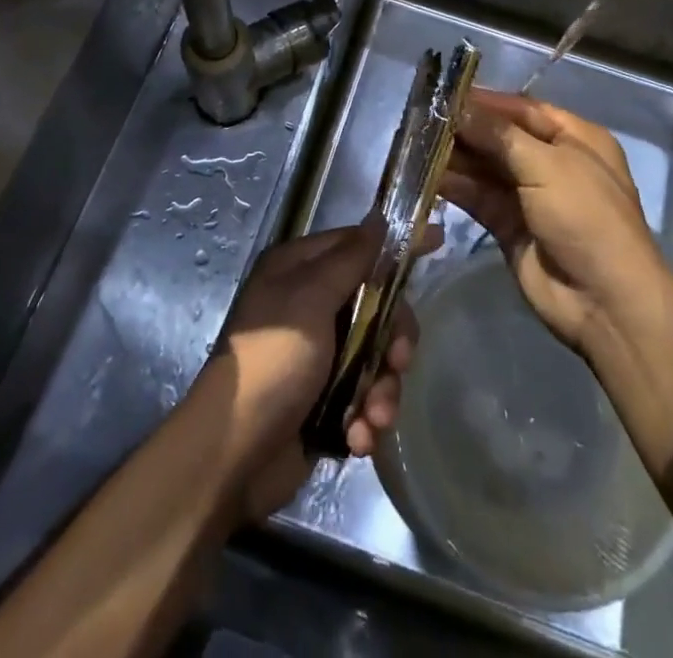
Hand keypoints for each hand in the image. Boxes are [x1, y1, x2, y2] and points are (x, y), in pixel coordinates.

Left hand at [211, 221, 437, 520]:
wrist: (233, 455)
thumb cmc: (272, 360)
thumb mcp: (311, 298)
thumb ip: (351, 259)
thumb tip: (379, 216)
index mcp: (299, 271)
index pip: (358, 246)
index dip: (395, 247)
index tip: (439, 241)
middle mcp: (310, 305)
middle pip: (377, 306)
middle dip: (393, 340)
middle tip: (399, 362)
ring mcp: (319, 355)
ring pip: (377, 357)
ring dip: (382, 389)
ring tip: (373, 416)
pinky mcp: (326, 401)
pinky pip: (365, 397)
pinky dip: (367, 418)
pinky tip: (358, 437)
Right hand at [443, 89, 667, 353]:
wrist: (605, 302)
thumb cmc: (586, 217)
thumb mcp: (547, 165)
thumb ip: (499, 135)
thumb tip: (459, 107)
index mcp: (575, 139)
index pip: (522, 109)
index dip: (485, 101)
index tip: (443, 93)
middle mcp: (552, 162)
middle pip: (500, 137)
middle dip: (464, 129)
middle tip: (420, 119)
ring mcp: (530, 196)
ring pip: (485, 167)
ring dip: (454, 156)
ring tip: (414, 144)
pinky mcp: (509, 226)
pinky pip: (478, 197)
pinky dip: (454, 186)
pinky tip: (425, 175)